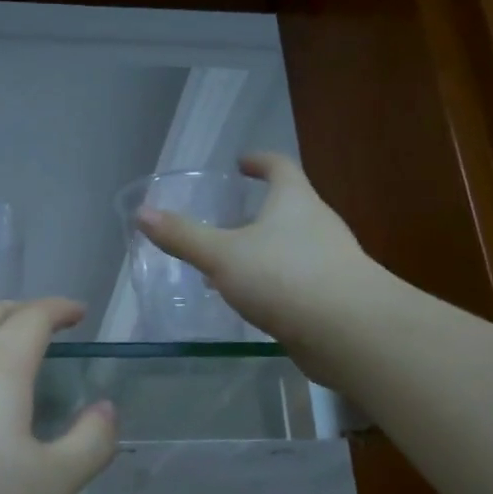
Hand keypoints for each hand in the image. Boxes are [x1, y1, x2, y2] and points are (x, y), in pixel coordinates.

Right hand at [138, 153, 372, 368]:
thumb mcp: (223, 255)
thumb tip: (143, 213)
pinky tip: (252, 301)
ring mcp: (330, 261)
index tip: (241, 163)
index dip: (259, 161)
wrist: (349, 332)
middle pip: (288, 207)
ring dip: (262, 250)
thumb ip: (183, 236)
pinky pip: (295, 279)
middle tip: (226, 220)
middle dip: (257, 211)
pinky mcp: (332, 296)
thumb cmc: (284, 277)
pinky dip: (272, 282)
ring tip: (229, 265)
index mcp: (294, 201)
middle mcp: (318, 224)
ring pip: (290, 246)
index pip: (279, 167)